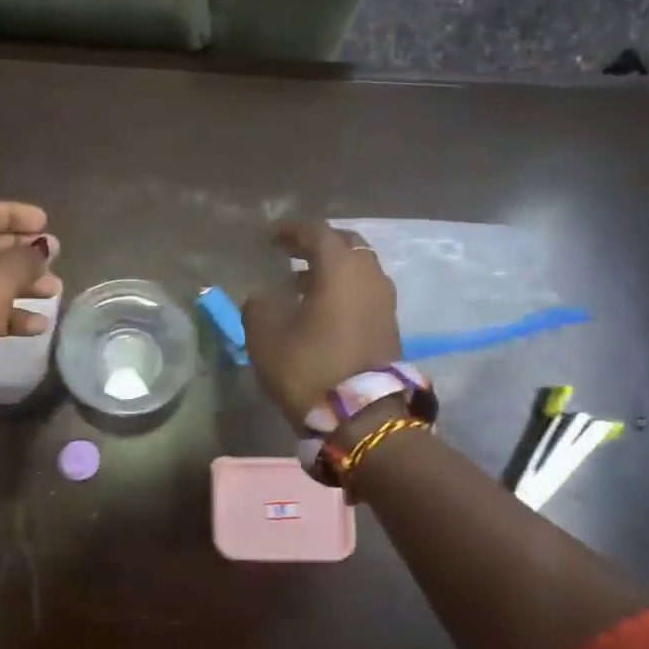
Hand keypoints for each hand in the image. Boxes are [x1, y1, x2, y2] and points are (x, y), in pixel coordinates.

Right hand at [242, 220, 401, 428]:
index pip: (317, 232)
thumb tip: (261, 298)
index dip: (291, 230)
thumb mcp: (266, 337)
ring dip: (332, 270)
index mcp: (340, 269)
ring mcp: (385, 301)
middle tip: (291, 253)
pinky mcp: (390, 325)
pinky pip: (365, 292)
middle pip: (346, 245)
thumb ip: (258, 307)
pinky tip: (321, 309)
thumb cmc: (309, 368)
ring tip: (301, 285)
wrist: (362, 417)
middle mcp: (369, 276)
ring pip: (359, 269)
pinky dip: (344, 290)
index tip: (270, 237)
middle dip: (317, 245)